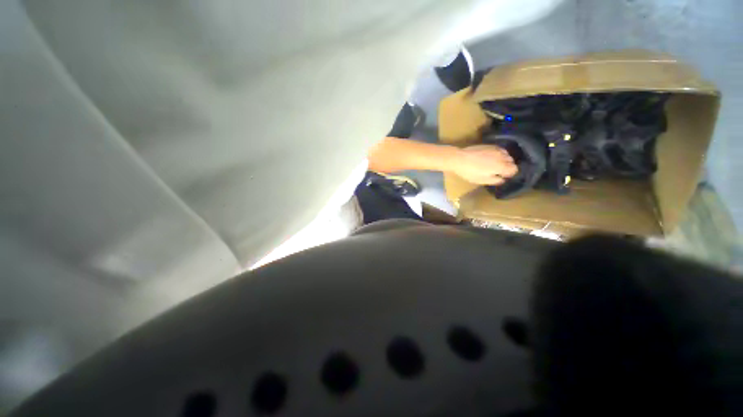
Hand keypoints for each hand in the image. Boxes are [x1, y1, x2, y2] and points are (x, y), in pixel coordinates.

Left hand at [449, 145, 517, 184]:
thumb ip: (495, 180)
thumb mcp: (482, 180)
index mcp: (501, 166)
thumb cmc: (470, 172)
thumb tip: (502, 179)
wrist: (459, 159)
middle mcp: (502, 156)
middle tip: (497, 171)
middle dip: (507, 166)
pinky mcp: (490, 145)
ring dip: (504, 160)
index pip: (514, 169)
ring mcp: (496, 149)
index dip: (510, 174)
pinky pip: (500, 149)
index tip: (502, 176)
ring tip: (494, 164)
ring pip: (507, 155)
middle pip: (512, 162)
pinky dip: (499, 154)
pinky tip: (491, 157)